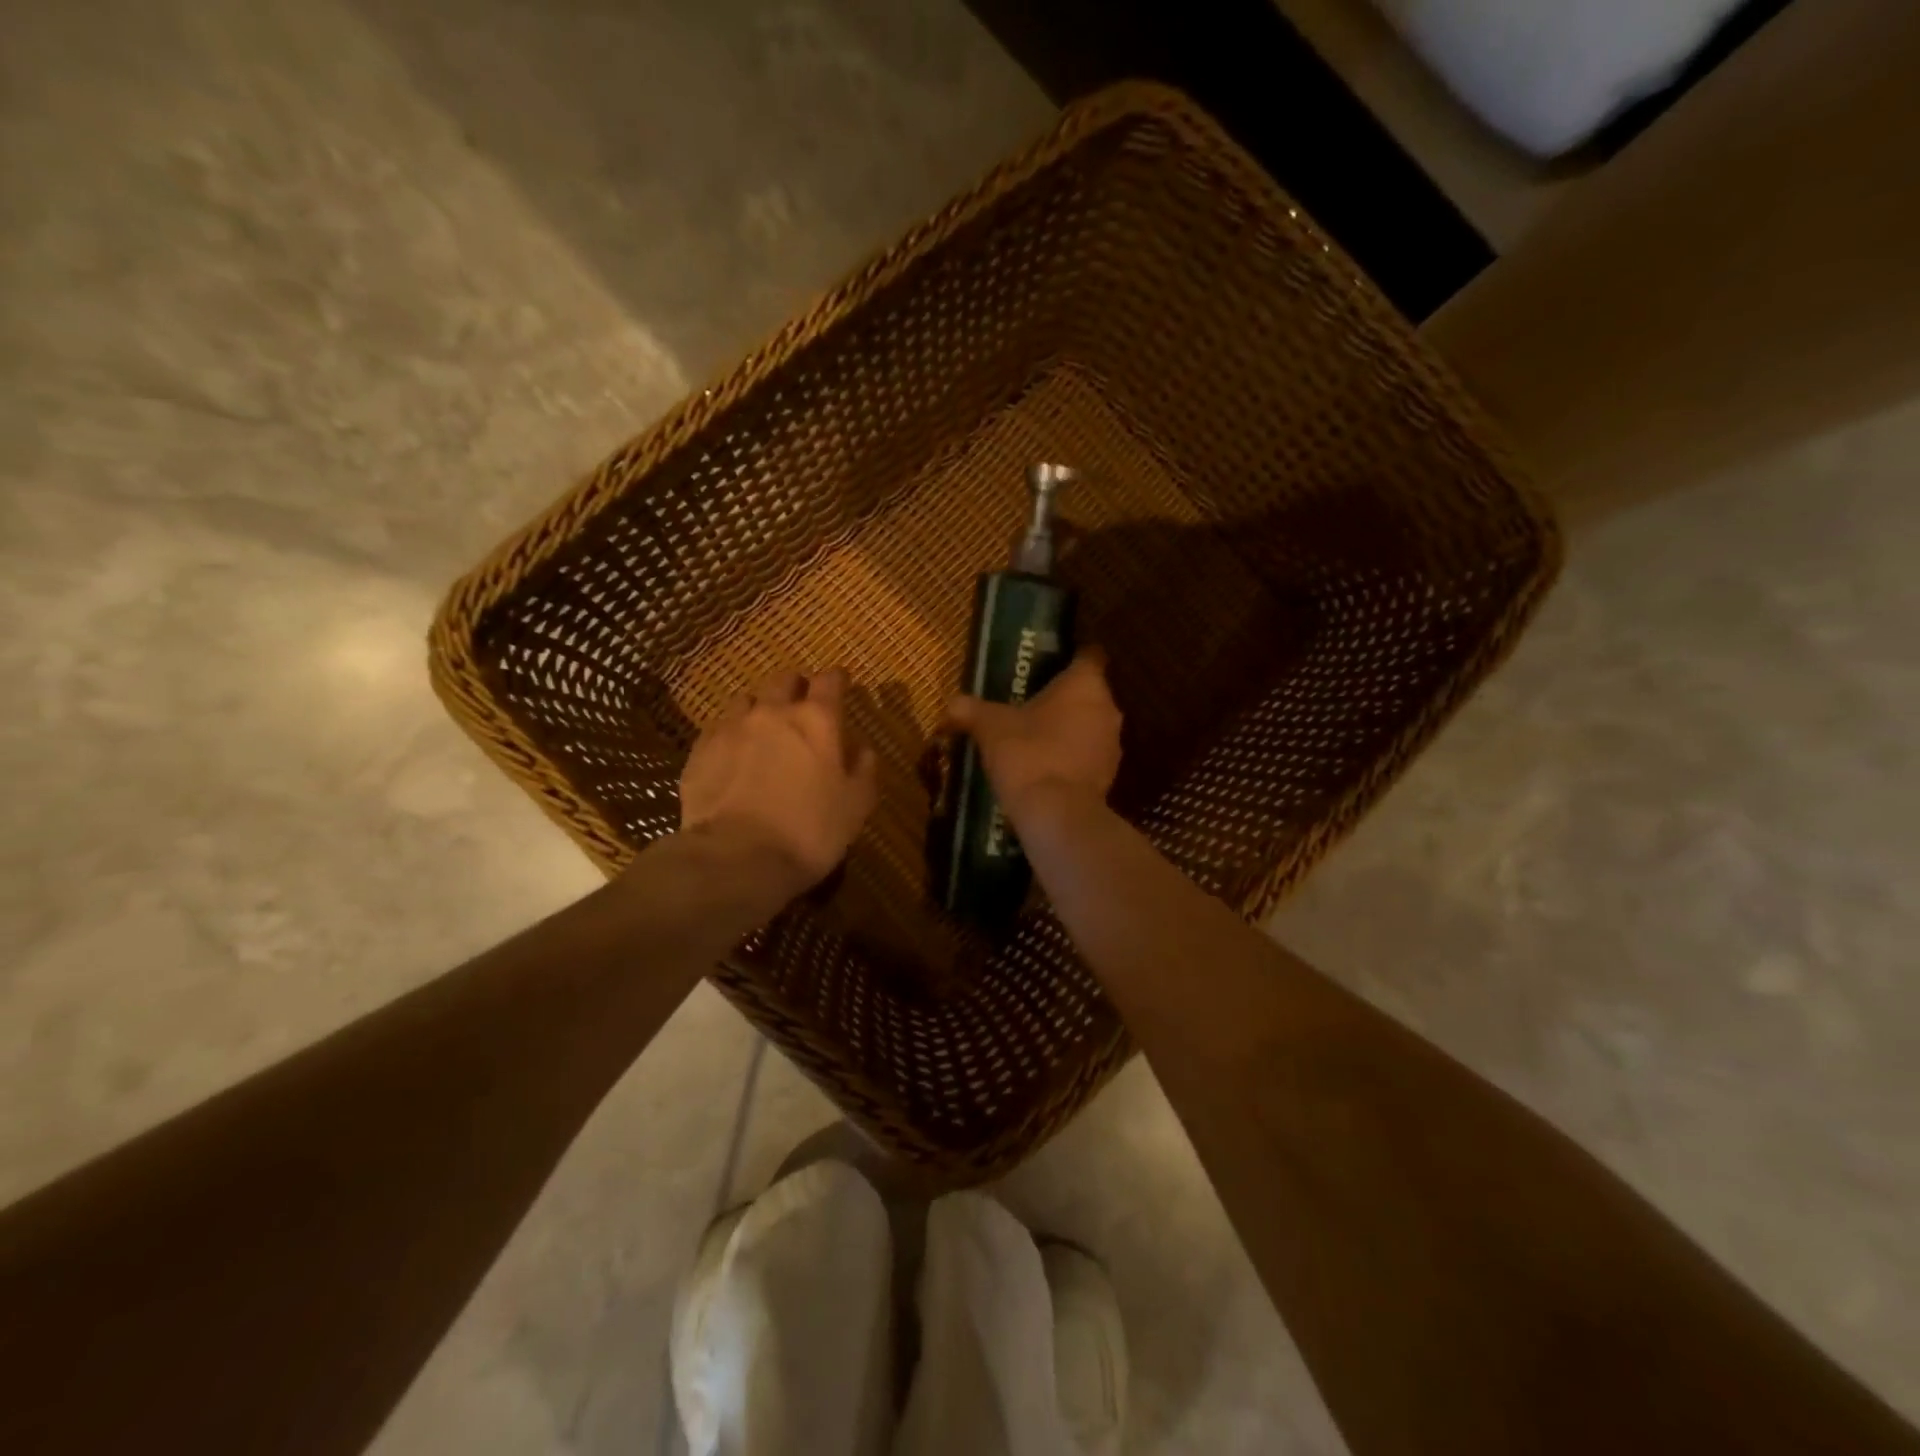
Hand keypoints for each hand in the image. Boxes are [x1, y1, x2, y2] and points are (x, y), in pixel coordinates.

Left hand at [680, 667, 878, 897]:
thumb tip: (860, 747)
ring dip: (760, 708)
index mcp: (817, 720)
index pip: (830, 680)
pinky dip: (731, 734)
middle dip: (797, 687)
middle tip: (803, 705)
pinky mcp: (701, 750)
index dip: (837, 679)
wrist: (736, 858)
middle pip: (785, 680)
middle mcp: (773, 712)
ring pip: (747, 699)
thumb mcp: (857, 805)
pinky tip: (734, 755)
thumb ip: (863, 768)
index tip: (842, 685)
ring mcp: (732, 727)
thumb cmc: (810, 831)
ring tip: (764, 729)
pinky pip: (719, 728)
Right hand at [944, 650, 1121, 823]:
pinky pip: (1087, 757)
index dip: (1070, 656)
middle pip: (1088, 693)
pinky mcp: (1108, 776)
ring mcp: (1112, 745)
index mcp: (1085, 684)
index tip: (1048, 663)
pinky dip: (1070, 758)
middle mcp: (1108, 709)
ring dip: (1068, 730)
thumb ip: (970, 709)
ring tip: (1033, 737)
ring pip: (1089, 726)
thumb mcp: (989, 726)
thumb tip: (951, 704)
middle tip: (1028, 702)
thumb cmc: (1026, 754)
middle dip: (1062, 698)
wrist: (1055, 813)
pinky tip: (1043, 768)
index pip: (1088, 655)